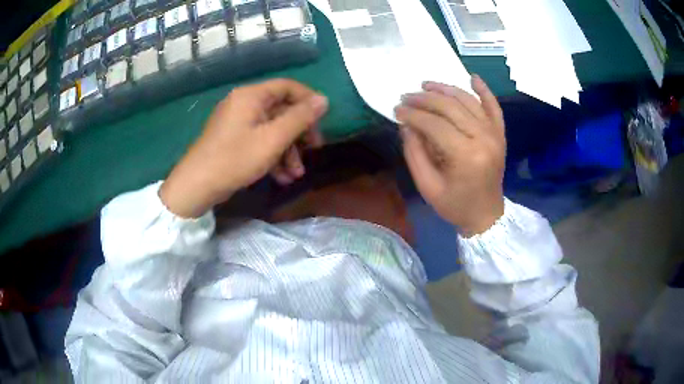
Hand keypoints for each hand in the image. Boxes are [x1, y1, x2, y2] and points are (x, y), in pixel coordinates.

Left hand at [160, 79, 327, 217]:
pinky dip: (272, 155)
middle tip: (314, 149)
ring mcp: (237, 122)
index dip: (308, 100)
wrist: (196, 186)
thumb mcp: (273, 139)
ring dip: (287, 150)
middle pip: (281, 109)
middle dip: (299, 132)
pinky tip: (282, 177)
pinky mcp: (233, 139)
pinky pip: (258, 140)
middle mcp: (244, 103)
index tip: (323, 120)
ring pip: (271, 129)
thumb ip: (300, 118)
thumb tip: (324, 100)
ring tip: (297, 174)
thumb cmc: (235, 158)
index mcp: (252, 96)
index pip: (288, 87)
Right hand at [395, 75, 505, 236]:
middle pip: (451, 107)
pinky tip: (473, 77)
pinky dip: (484, 91)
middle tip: (406, 96)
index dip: (413, 114)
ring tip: (426, 85)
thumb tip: (407, 125)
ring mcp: (495, 134)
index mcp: (466, 155)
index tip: (396, 109)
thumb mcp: (427, 186)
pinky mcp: (500, 134)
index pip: (435, 124)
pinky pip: (494, 106)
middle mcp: (483, 138)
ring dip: (446, 89)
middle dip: (425, 99)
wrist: (486, 216)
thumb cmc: (455, 205)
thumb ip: (414, 153)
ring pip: (469, 101)